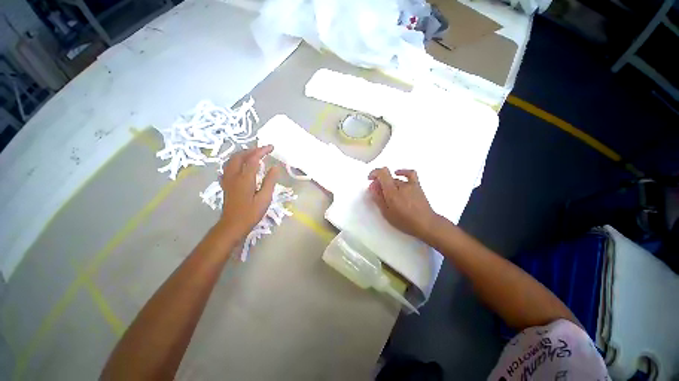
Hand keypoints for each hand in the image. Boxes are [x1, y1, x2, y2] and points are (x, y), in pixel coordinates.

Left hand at [218, 145, 280, 239]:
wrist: (232, 225)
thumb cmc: (251, 213)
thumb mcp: (265, 198)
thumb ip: (270, 181)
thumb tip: (275, 167)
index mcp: (245, 178)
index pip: (253, 159)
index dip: (262, 151)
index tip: (271, 147)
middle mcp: (234, 175)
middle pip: (240, 156)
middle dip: (252, 150)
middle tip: (263, 149)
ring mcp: (227, 179)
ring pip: (232, 160)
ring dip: (243, 154)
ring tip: (253, 154)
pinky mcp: (225, 184)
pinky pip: (228, 166)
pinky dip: (236, 161)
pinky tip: (241, 164)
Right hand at [368, 167, 437, 239]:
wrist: (426, 224)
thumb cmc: (405, 221)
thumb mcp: (387, 213)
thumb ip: (378, 199)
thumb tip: (372, 187)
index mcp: (392, 192)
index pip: (382, 173)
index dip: (374, 173)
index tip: (370, 179)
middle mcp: (401, 185)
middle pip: (387, 178)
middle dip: (379, 183)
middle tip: (377, 192)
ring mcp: (410, 184)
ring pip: (395, 179)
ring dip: (388, 183)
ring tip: (386, 192)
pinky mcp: (417, 186)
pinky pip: (410, 174)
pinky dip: (402, 172)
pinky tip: (397, 173)